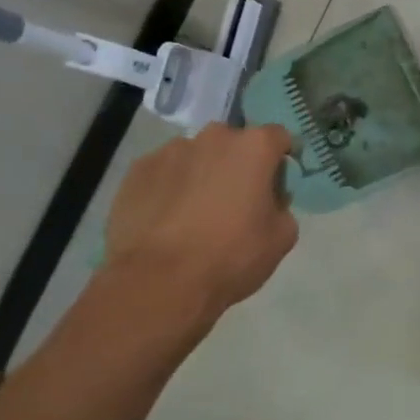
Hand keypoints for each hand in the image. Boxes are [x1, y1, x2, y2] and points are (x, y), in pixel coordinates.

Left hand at [104, 123, 298, 315]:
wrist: (158, 282)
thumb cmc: (231, 256)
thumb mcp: (281, 237)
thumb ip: (282, 207)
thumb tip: (268, 202)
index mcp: (254, 147)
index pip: (279, 137)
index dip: (282, 159)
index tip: (278, 184)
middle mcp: (214, 137)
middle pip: (234, 143)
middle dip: (239, 164)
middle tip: (237, 200)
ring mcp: (171, 151)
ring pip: (196, 156)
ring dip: (202, 174)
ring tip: (195, 213)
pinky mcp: (137, 171)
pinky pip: (164, 173)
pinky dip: (170, 187)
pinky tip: (167, 220)